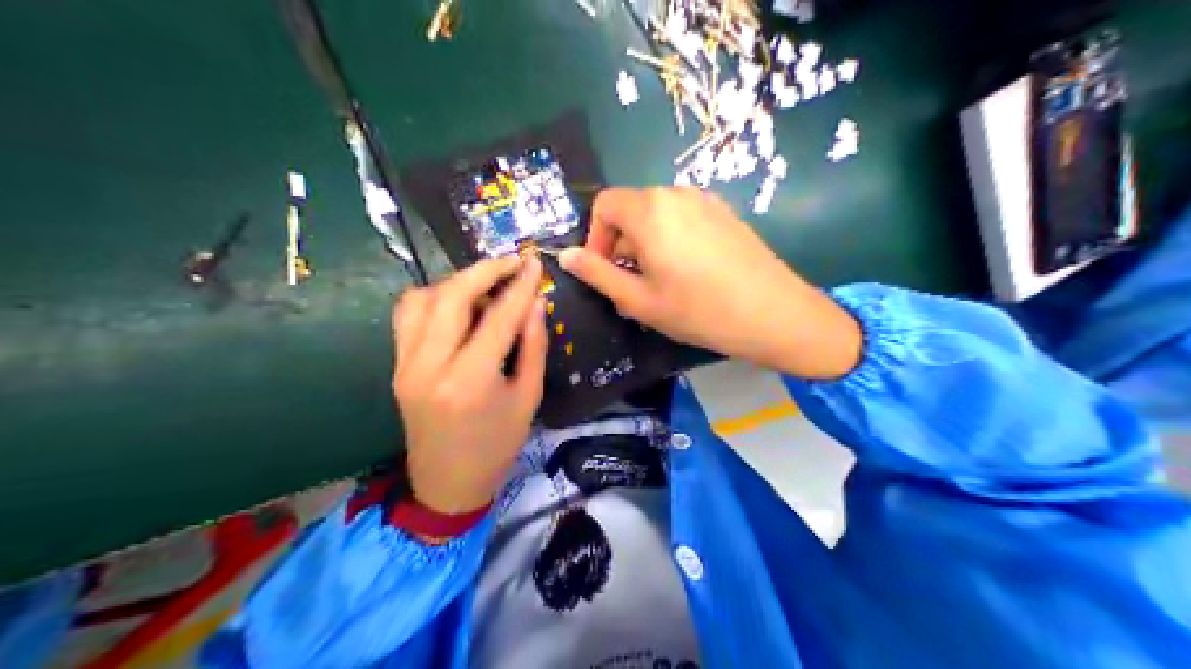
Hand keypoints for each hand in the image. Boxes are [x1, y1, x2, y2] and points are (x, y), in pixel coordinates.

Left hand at [392, 253, 548, 512]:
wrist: (447, 484)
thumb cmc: (496, 447)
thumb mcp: (528, 398)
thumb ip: (533, 346)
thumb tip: (535, 302)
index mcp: (470, 380)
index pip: (498, 317)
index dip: (519, 285)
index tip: (534, 262)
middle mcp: (430, 365)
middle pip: (452, 296)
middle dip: (484, 271)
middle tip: (511, 263)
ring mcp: (406, 364)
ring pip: (423, 298)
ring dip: (455, 283)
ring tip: (484, 285)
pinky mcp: (397, 365)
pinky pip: (407, 316)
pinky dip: (431, 298)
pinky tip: (454, 305)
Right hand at [562, 185, 865, 381]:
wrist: (773, 313)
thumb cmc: (698, 310)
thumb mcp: (639, 300)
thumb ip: (597, 274)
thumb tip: (564, 256)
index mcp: (649, 209)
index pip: (604, 204)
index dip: (595, 237)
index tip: (604, 271)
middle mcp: (675, 193)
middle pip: (631, 208)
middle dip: (621, 243)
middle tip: (632, 286)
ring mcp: (705, 200)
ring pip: (658, 214)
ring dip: (646, 244)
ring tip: (660, 284)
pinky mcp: (725, 212)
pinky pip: (684, 218)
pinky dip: (672, 239)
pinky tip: (689, 274)